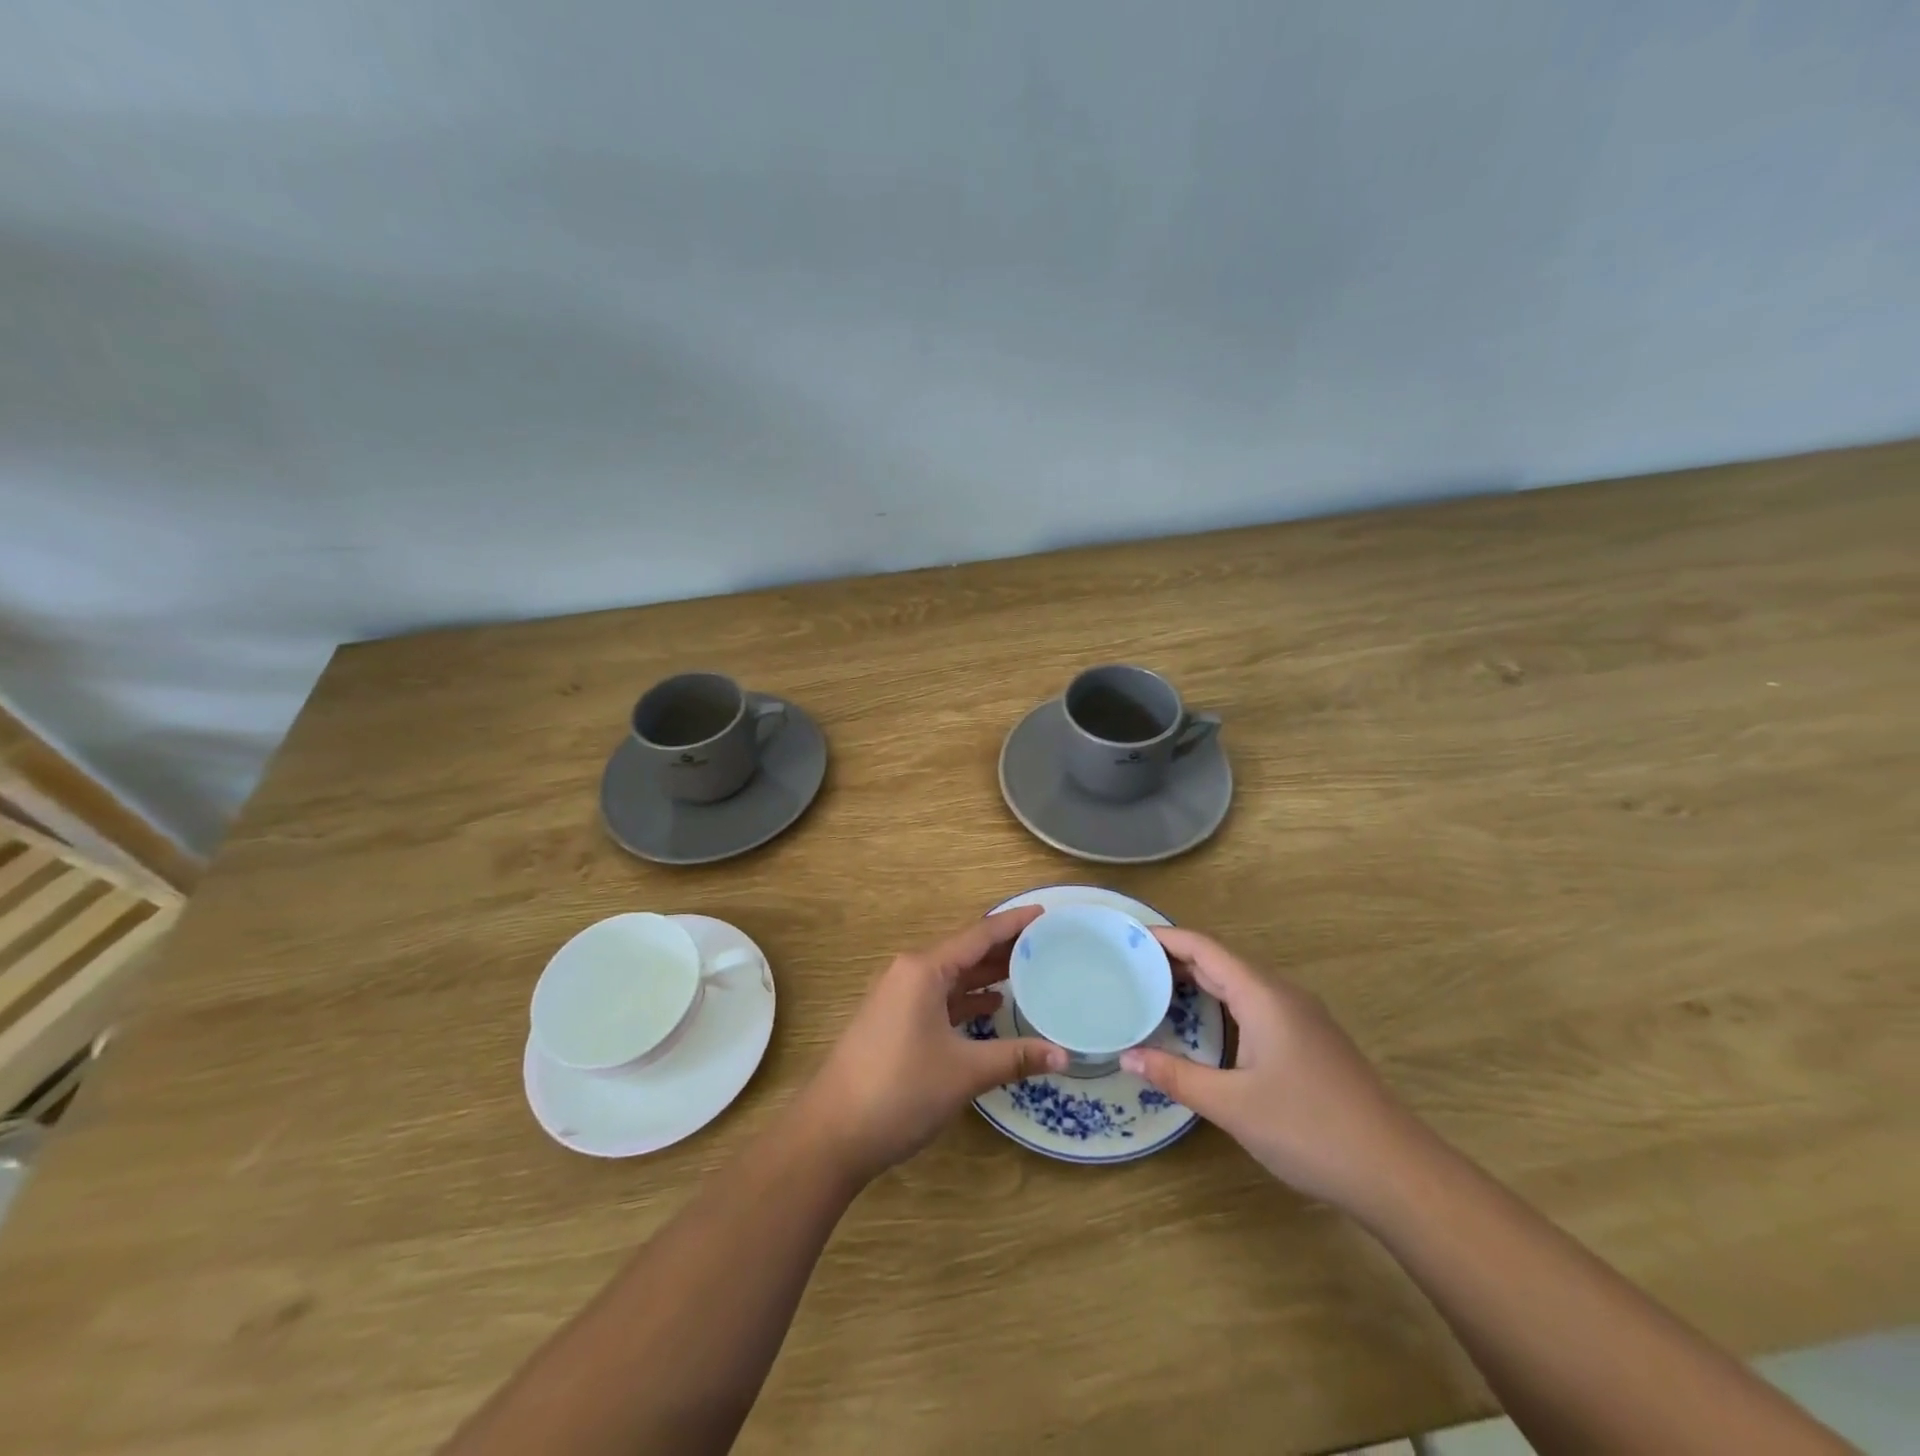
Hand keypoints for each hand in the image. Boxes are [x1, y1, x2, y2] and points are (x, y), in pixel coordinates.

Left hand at [798, 905, 1067, 1183]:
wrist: (832, 1132)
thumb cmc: (900, 1090)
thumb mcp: (964, 1072)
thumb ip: (1015, 1057)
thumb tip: (1064, 1055)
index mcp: (923, 970)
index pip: (978, 935)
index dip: (1012, 924)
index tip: (1044, 912)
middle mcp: (909, 973)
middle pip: (964, 952)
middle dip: (1003, 949)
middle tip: (1046, 944)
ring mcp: (898, 998)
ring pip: (951, 976)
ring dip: (985, 975)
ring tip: (1027, 972)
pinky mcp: (894, 1022)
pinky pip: (938, 998)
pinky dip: (966, 999)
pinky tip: (991, 1007)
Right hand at [1121, 928, 1423, 1212]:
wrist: (1398, 1173)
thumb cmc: (1309, 1129)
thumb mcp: (1232, 1105)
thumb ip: (1176, 1076)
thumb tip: (1126, 1056)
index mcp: (1263, 996)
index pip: (1204, 948)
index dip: (1165, 938)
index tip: (1126, 938)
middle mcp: (1283, 995)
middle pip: (1221, 961)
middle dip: (1175, 960)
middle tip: (1129, 968)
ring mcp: (1301, 1018)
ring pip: (1240, 984)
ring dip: (1198, 982)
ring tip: (1156, 992)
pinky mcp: (1310, 1041)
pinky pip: (1255, 1005)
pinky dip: (1221, 1003)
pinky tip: (1204, 1027)